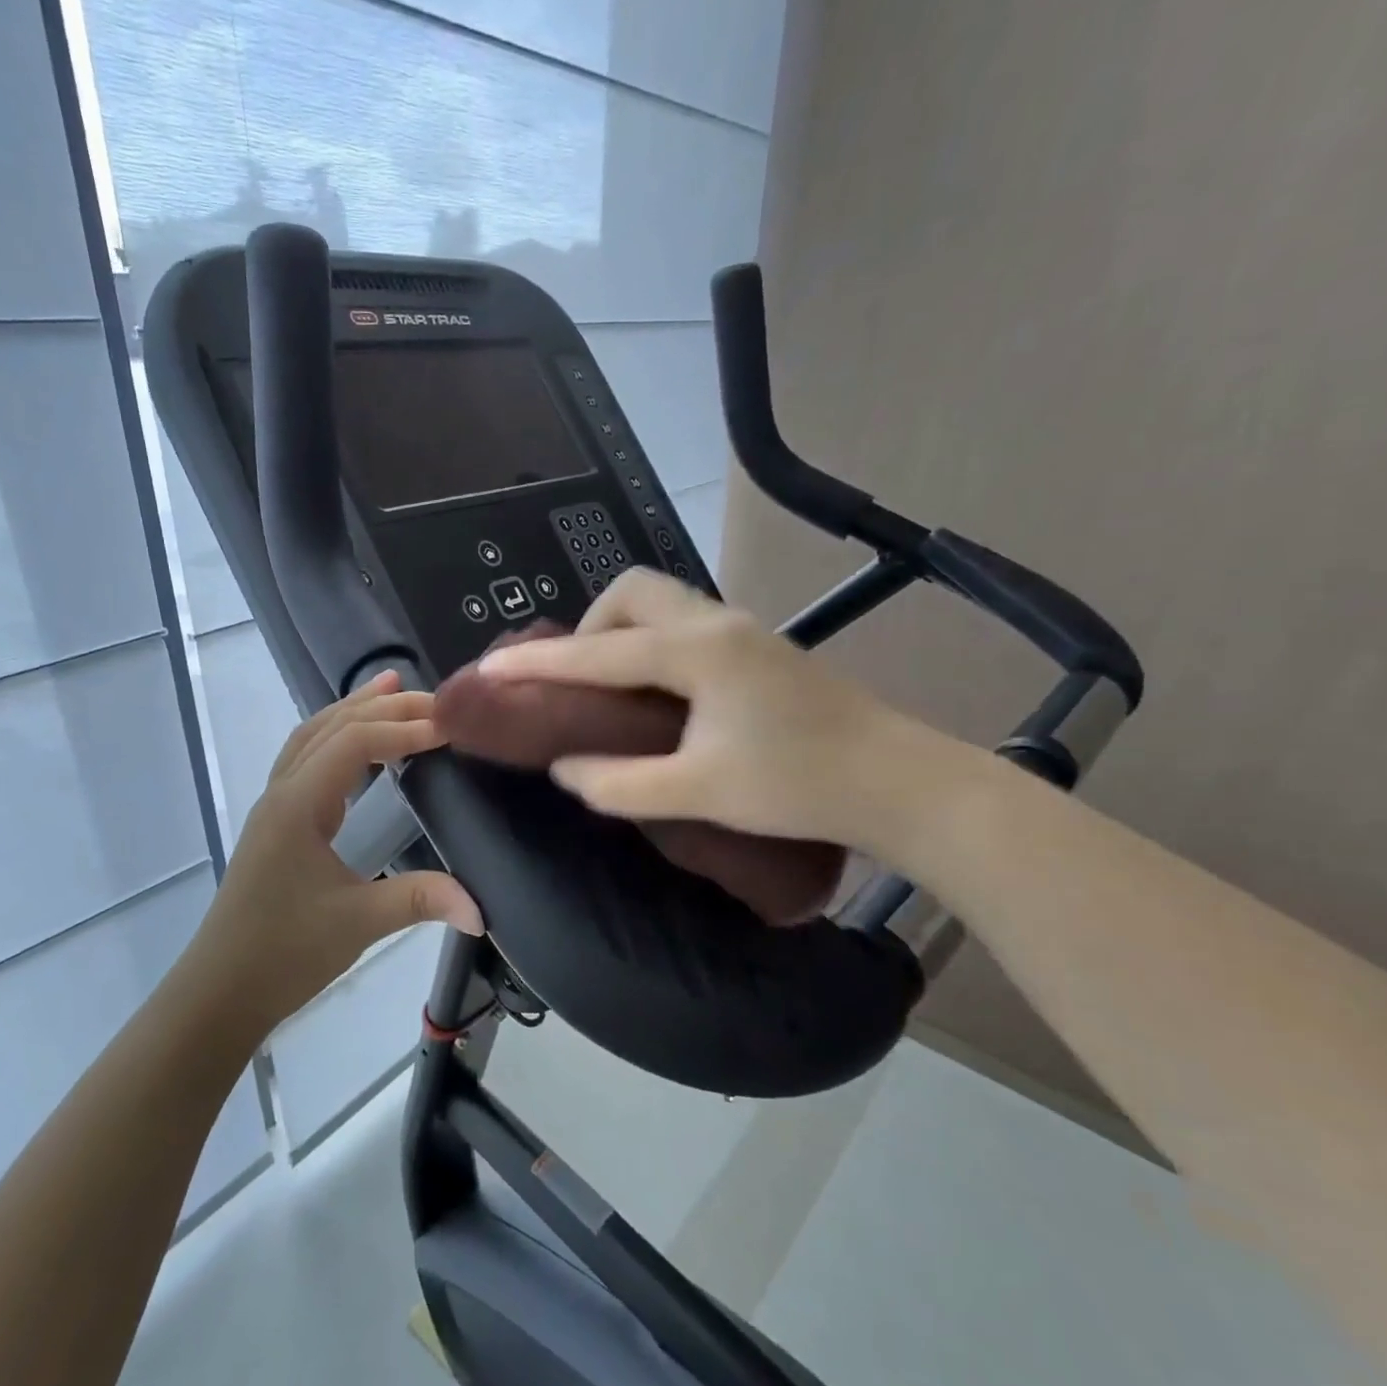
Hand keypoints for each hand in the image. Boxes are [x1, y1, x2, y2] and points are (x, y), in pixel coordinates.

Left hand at [193, 673, 481, 1033]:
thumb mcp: (357, 923)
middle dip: (381, 706)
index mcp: (298, 805)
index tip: (450, 728)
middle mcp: (282, 793)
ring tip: (390, 689)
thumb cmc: (283, 953)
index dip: (403, 729)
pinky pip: (306, 760)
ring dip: (352, 711)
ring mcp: (275, 806)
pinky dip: (337, 738)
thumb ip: (420, 901)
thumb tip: (481, 907)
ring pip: (312, 737)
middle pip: (331, 727)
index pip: (354, 743)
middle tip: (432, 698)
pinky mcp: (277, 824)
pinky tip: (359, 748)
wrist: (219, 992)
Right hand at [477, 568, 955, 861]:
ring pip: (661, 603)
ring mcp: (743, 629)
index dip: (537, 664)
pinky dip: (650, 643)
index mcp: (696, 652)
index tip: (488, 669)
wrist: (898, 783)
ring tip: (609, 689)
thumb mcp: (698, 793)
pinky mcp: (759, 646)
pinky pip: (684, 623)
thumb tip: (565, 767)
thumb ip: (618, 782)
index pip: (596, 653)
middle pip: (631, 592)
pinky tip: (656, 692)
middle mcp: (716, 623)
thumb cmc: (798, 787)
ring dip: (620, 633)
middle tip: (576, 683)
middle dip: (587, 628)